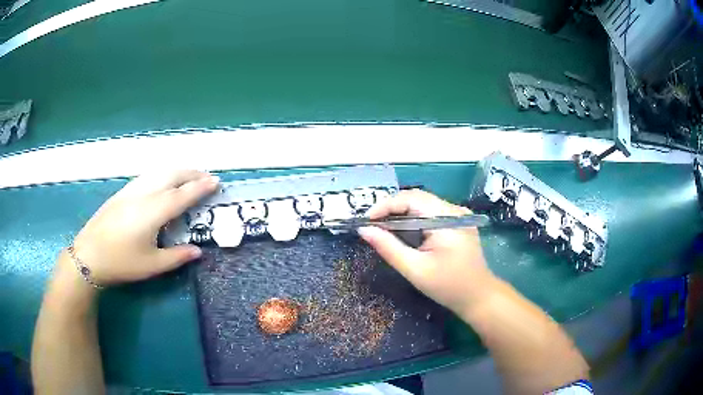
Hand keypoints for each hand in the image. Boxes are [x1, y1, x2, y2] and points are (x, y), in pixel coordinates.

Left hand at [70, 170, 218, 284]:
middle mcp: (144, 194)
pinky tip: (163, 182)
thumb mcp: (152, 265)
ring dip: (177, 171)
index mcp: (153, 211)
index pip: (183, 194)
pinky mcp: (122, 192)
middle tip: (207, 177)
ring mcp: (131, 190)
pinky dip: (162, 174)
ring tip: (189, 176)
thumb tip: (198, 251)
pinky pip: (148, 176)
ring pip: (159, 171)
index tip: (216, 181)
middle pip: (172, 175)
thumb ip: (177, 256)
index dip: (201, 187)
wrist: (89, 255)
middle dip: (192, 172)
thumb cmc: (121, 263)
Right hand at [359, 190, 495, 314]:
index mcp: (446, 217)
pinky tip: (402, 233)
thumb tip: (364, 230)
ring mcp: (457, 215)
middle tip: (371, 225)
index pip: (411, 198)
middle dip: (391, 210)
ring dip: (401, 215)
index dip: (385, 205)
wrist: (478, 297)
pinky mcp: (457, 223)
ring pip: (422, 206)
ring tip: (382, 228)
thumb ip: (388, 248)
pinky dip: (413, 221)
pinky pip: (430, 214)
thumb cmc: (448, 286)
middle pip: (417, 199)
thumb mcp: (415, 269)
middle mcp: (454, 210)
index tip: (366, 221)